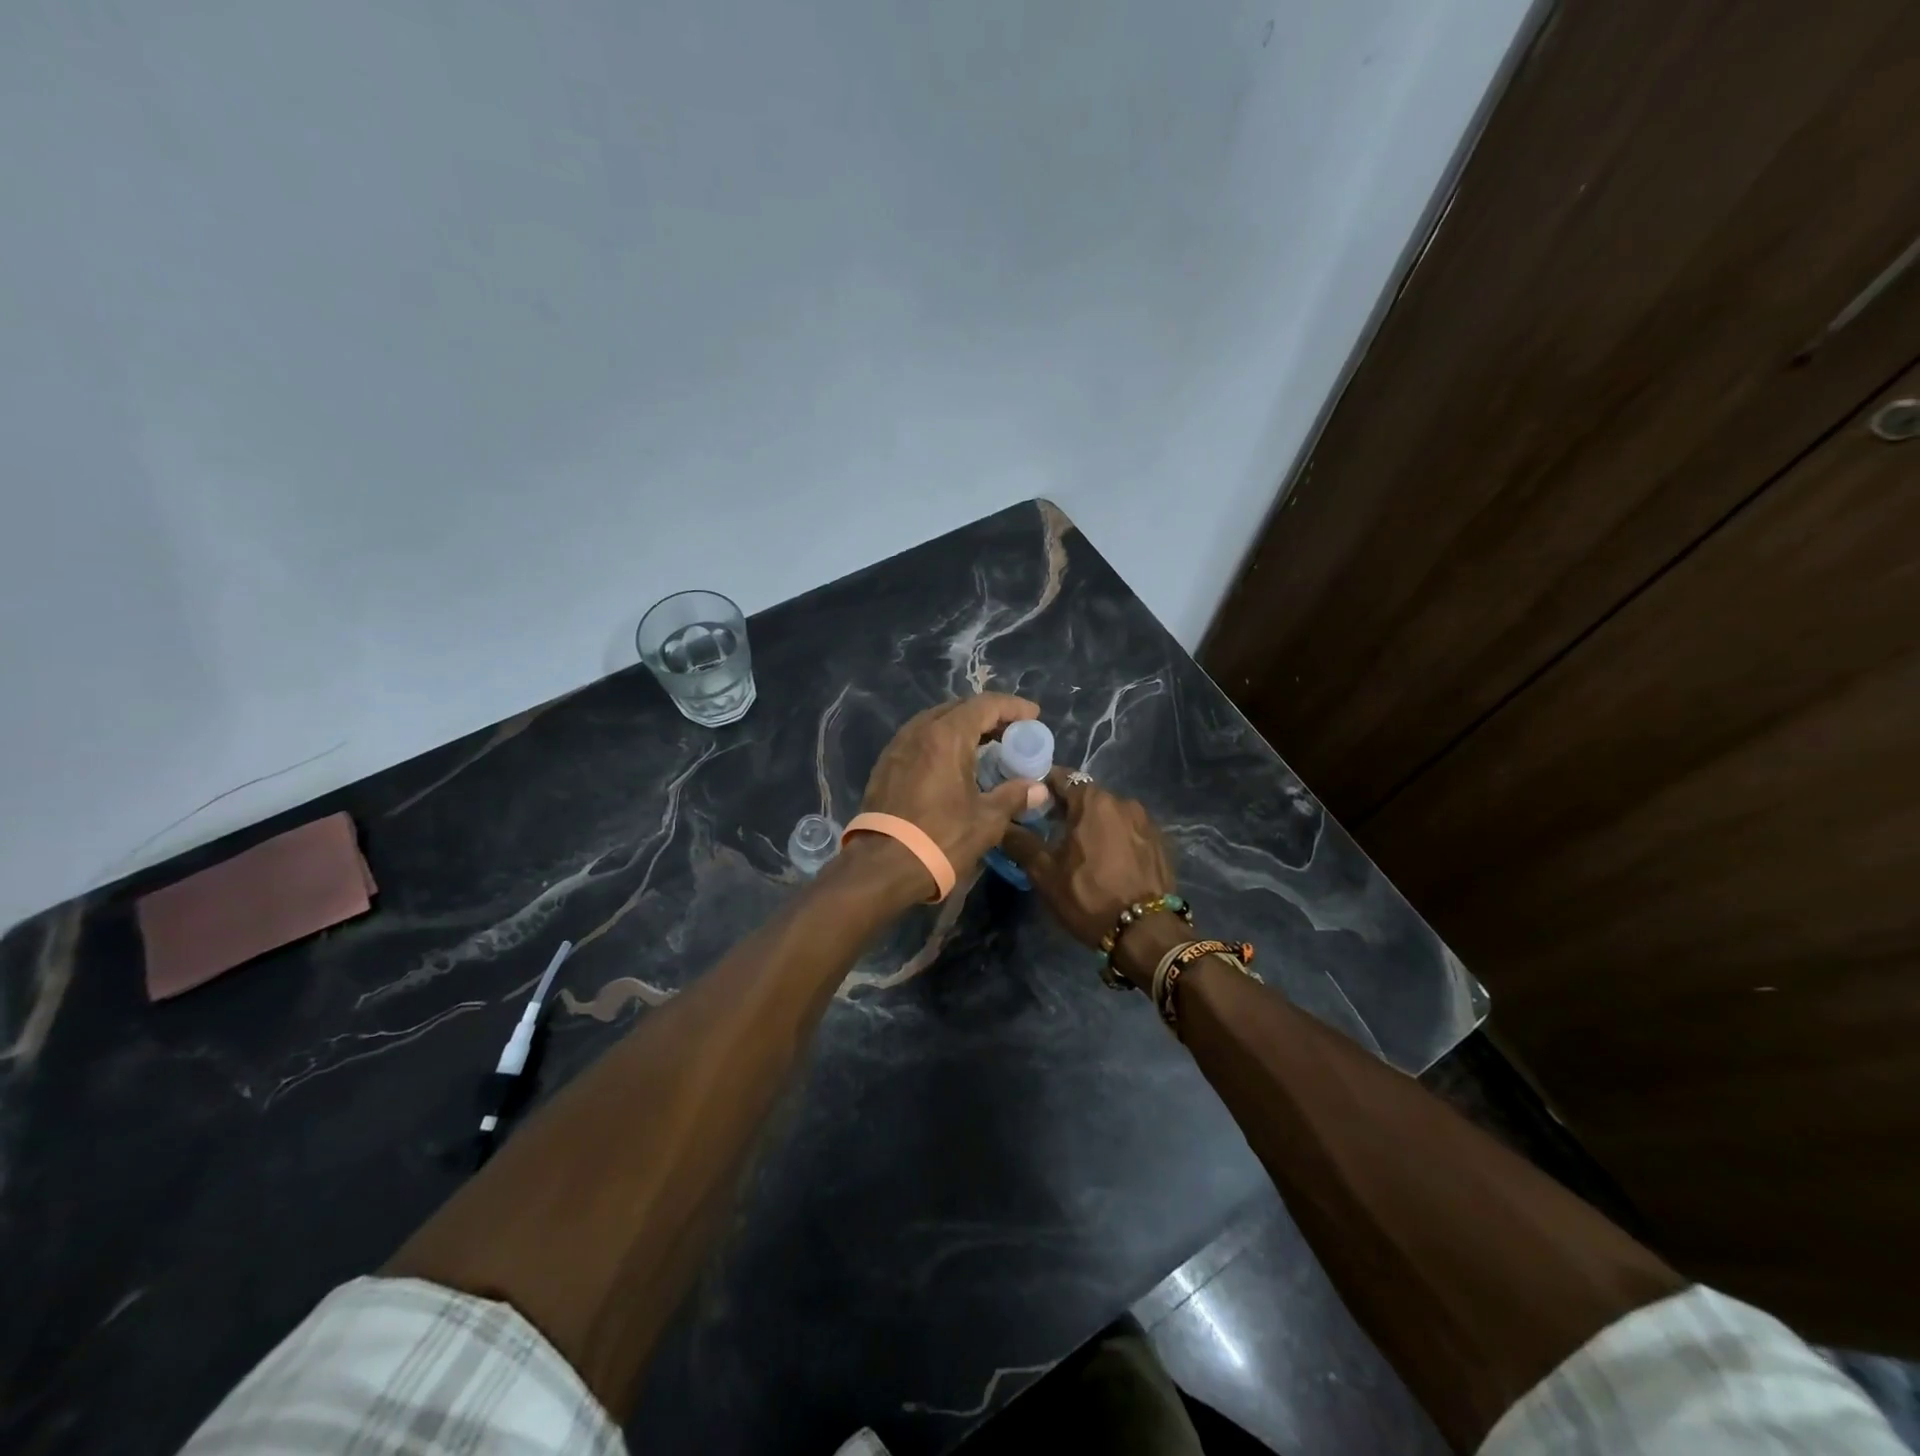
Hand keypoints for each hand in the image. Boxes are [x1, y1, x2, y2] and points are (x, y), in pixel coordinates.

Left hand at [856, 693, 1048, 895]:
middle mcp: (919, 731)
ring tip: (986, 746)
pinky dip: (942, 742)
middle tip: (1012, 732)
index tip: (1033, 715)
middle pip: (959, 708)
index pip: (985, 705)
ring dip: (963, 727)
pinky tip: (954, 763)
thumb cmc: (941, 837)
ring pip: (936, 722)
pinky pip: (920, 739)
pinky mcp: (885, 764)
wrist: (883, 865)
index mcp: (946, 736)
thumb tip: (1039, 789)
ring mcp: (898, 746)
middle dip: (988, 715)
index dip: (1012, 707)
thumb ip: (1014, 796)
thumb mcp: (986, 820)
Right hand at [1001, 770, 1182, 988]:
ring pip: (1110, 813)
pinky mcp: (1161, 842)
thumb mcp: (1046, 874)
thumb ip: (1022, 843)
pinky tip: (1107, 860)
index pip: (1062, 778)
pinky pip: (1129, 830)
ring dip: (1093, 823)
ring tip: (1078, 847)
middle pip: (1087, 795)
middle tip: (1049, 827)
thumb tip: (1003, 825)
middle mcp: (1123, 802)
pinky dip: (1114, 837)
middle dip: (1067, 807)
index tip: (1029, 800)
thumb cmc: (1089, 896)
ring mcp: (1146, 822)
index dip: (1042, 786)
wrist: (1146, 932)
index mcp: (1093, 802)